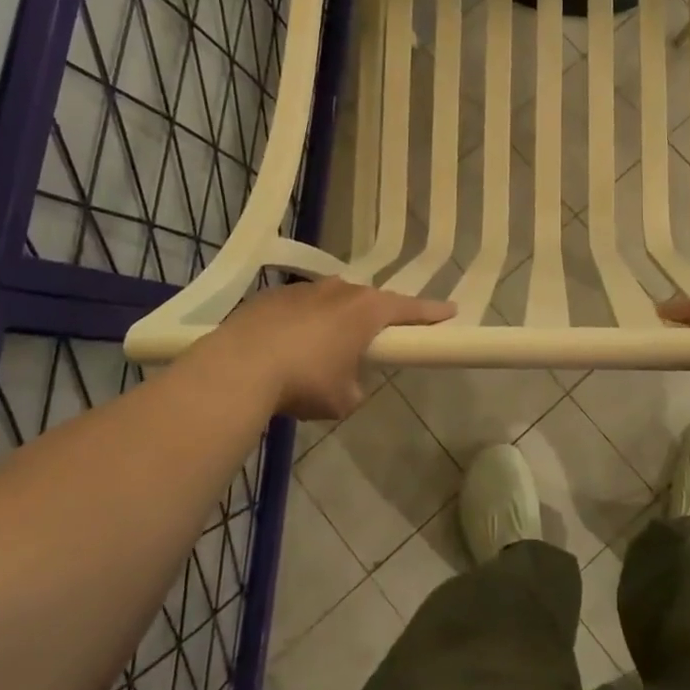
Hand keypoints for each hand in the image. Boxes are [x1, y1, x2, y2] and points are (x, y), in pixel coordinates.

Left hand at [208, 279, 453, 419]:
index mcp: (366, 310)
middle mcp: (340, 290)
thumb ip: (355, 387)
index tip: (450, 311)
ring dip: (333, 322)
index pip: (410, 309)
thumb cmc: (304, 381)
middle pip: (368, 302)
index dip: (431, 313)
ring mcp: (304, 289)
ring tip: (320, 352)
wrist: (239, 367)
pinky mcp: (272, 296)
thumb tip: (347, 383)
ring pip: (330, 302)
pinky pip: (299, 309)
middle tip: (373, 341)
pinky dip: (300, 325)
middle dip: (373, 320)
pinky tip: (285, 349)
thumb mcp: (342, 399)